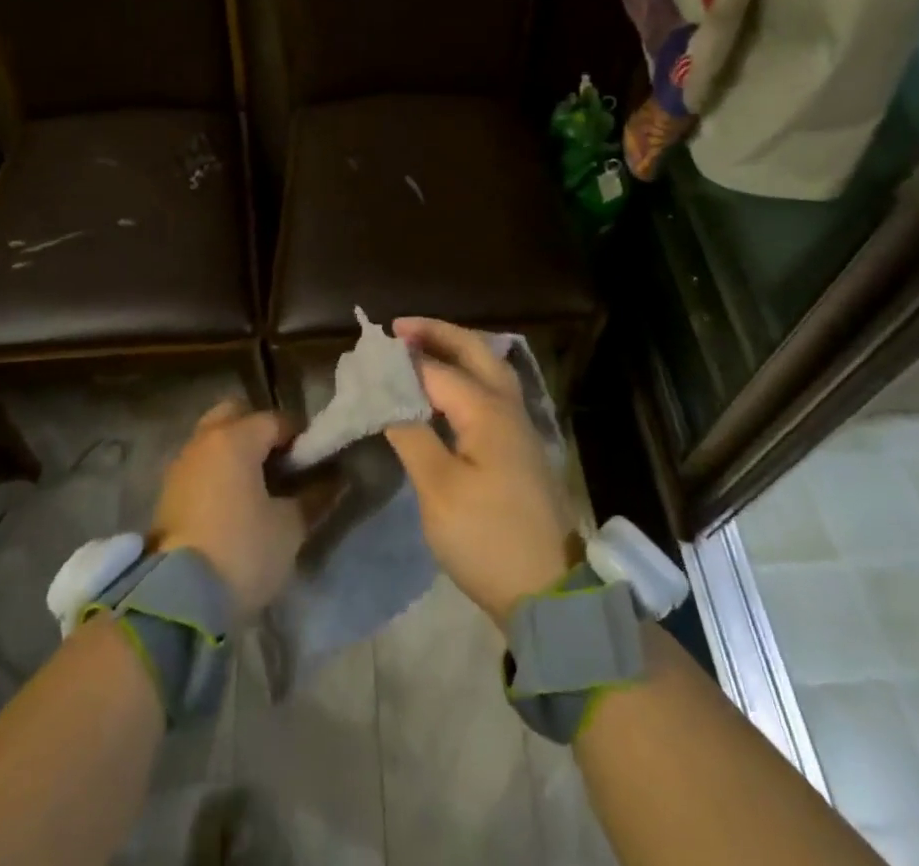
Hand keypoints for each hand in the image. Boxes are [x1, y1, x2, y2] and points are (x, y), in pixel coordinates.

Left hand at [152, 398, 305, 620]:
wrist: (178, 601)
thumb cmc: (243, 551)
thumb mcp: (290, 527)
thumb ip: (314, 496)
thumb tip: (336, 479)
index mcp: (236, 438)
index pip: (276, 420)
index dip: (300, 438)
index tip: (315, 462)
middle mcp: (204, 441)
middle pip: (236, 416)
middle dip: (260, 431)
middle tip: (281, 464)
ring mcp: (181, 466)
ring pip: (213, 440)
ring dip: (235, 453)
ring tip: (259, 488)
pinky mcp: (167, 494)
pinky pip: (200, 466)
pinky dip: (217, 473)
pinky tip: (234, 504)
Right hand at [383, 317, 576, 629]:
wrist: (549, 591)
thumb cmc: (488, 538)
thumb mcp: (439, 490)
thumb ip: (412, 435)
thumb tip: (388, 396)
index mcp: (487, 410)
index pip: (437, 369)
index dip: (402, 358)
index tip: (368, 349)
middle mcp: (507, 406)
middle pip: (474, 351)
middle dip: (437, 333)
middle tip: (399, 328)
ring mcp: (518, 426)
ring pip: (488, 368)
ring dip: (456, 350)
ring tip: (420, 347)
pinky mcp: (519, 447)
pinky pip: (491, 391)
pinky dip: (466, 375)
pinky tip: (447, 390)